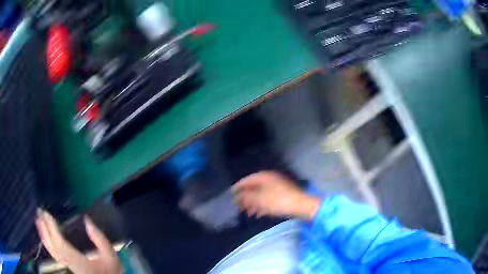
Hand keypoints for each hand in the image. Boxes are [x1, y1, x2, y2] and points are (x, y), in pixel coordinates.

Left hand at [35, 210, 122, 273]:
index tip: (47, 214)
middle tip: (39, 212)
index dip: (52, 230)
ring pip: (52, 252)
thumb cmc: (110, 270)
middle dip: (45, 230)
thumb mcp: (110, 256)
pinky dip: (47, 243)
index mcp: (81, 263)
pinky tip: (44, 234)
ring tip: (38, 219)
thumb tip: (87, 220)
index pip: (62, 247)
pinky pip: (54, 254)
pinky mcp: (67, 265)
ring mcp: (69, 267)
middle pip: (54, 249)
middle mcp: (72, 266)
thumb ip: (100, 239)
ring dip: (43, 235)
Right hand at [232, 171, 320, 219]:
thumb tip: (237, 196)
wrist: (301, 206)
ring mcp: (276, 188)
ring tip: (247, 213)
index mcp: (264, 177)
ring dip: (253, 204)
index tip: (230, 196)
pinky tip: (258, 214)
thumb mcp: (259, 199)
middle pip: (253, 188)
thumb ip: (246, 197)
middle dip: (245, 198)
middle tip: (237, 207)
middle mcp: (269, 180)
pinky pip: (267, 200)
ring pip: (260, 195)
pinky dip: (262, 206)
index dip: (237, 188)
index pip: (247, 180)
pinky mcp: (281, 196)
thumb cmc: (278, 201)